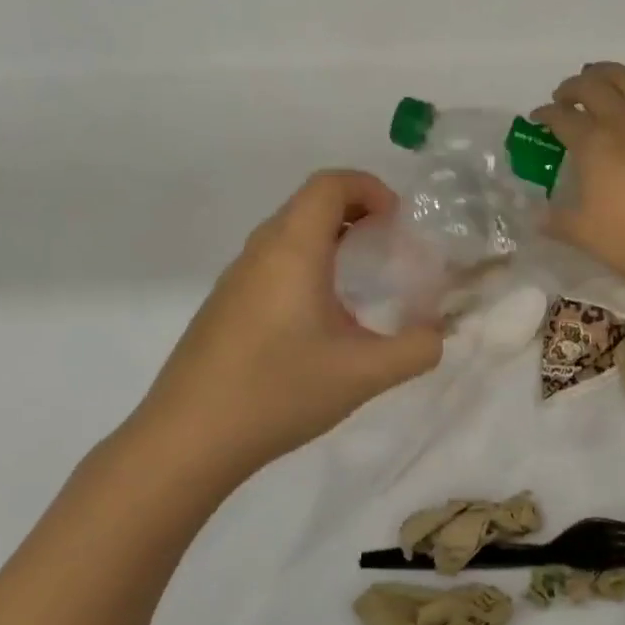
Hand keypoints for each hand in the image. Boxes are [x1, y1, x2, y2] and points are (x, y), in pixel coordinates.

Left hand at [106, 170, 443, 506]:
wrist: (187, 439)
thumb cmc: (279, 392)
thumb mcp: (364, 374)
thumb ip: (415, 350)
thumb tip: (436, 335)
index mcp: (293, 250)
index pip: (330, 184)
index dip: (370, 188)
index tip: (398, 222)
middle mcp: (260, 252)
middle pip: (309, 203)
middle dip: (356, 211)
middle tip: (389, 246)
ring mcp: (235, 279)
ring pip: (288, 234)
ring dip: (330, 239)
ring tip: (361, 280)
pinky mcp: (224, 306)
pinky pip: (273, 262)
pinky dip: (307, 265)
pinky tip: (321, 319)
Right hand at [531, 63, 624, 291]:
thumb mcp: (581, 232)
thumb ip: (555, 220)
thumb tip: (536, 218)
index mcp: (592, 142)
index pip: (560, 117)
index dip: (544, 114)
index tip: (537, 118)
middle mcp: (621, 121)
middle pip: (591, 86)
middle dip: (571, 87)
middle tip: (563, 99)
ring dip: (605, 73)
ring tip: (596, 80)